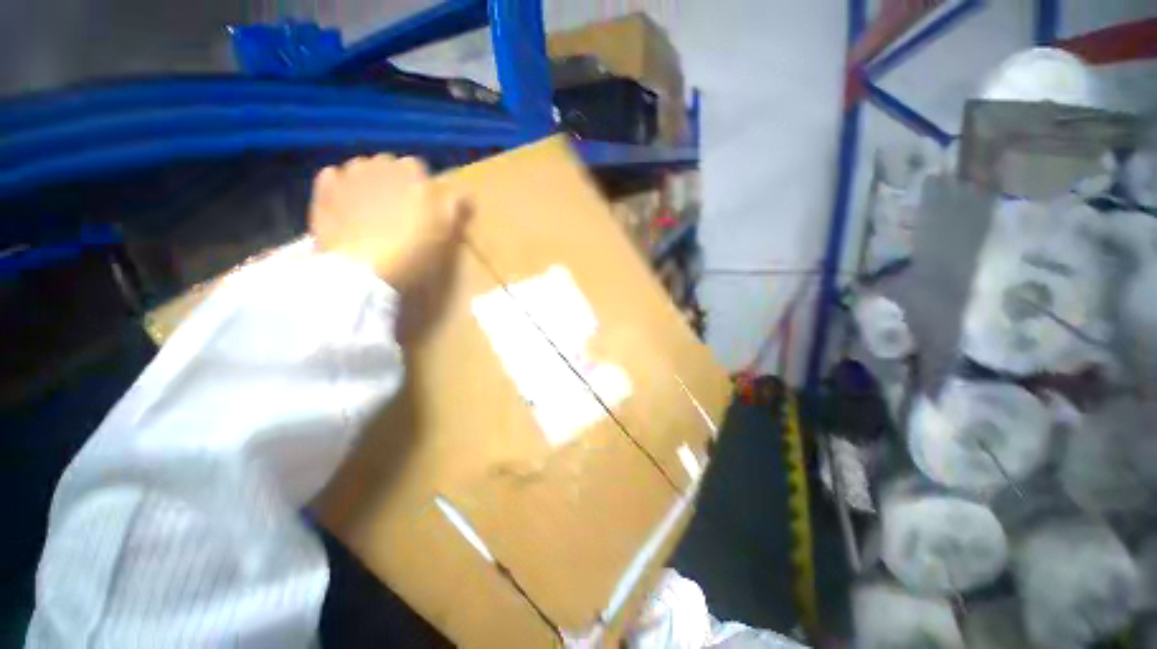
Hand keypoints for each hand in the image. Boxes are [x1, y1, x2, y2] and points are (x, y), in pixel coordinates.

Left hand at [309, 155, 469, 290]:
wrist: (362, 270)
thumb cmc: (411, 251)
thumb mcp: (444, 232)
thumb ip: (455, 207)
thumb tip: (465, 192)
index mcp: (411, 174)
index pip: (418, 167)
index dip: (420, 186)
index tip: (423, 207)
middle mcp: (379, 165)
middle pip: (389, 165)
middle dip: (393, 181)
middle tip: (397, 209)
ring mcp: (348, 175)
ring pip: (361, 168)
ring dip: (368, 181)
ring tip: (370, 209)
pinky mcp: (323, 190)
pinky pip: (334, 178)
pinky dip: (341, 187)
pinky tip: (345, 206)